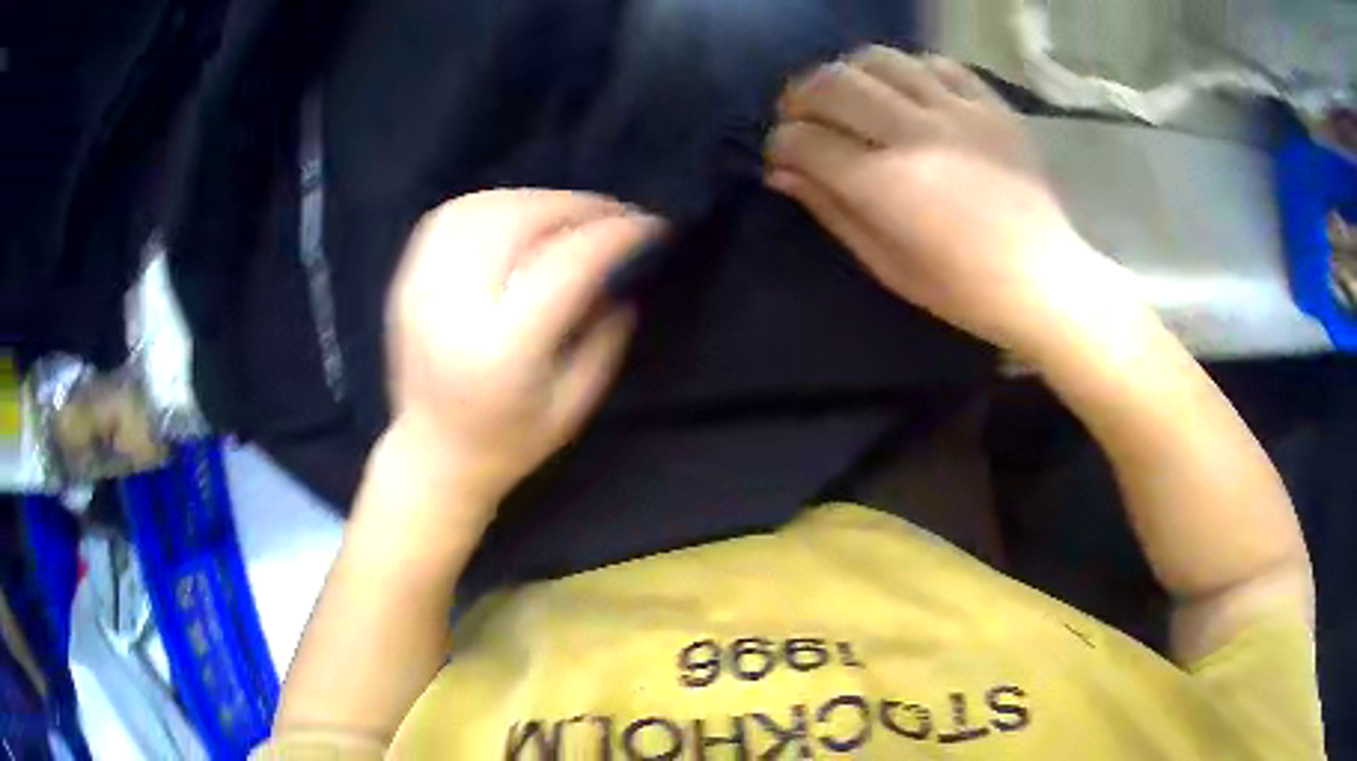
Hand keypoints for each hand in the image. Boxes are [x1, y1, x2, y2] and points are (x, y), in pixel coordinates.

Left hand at [384, 189, 660, 508]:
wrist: (430, 455)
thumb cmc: (508, 443)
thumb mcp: (574, 404)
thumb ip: (606, 334)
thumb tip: (623, 267)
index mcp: (501, 350)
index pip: (565, 265)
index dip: (614, 235)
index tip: (651, 227)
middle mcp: (454, 308)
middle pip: (520, 221)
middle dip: (578, 207)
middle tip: (617, 214)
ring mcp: (421, 288)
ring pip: (484, 208)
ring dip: (538, 200)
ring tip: (573, 213)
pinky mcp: (406, 279)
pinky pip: (452, 217)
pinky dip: (496, 204)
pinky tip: (522, 217)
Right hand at [764, 46, 1136, 358]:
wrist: (1046, 280)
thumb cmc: (964, 290)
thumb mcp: (888, 266)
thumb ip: (832, 211)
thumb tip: (782, 172)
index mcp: (886, 186)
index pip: (804, 141)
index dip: (781, 145)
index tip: (783, 157)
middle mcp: (915, 134)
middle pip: (831, 84)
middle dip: (800, 98)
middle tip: (804, 118)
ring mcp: (958, 112)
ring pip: (878, 59)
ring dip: (849, 74)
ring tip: (853, 98)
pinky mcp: (990, 104)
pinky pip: (936, 63)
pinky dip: (909, 71)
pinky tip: (908, 95)